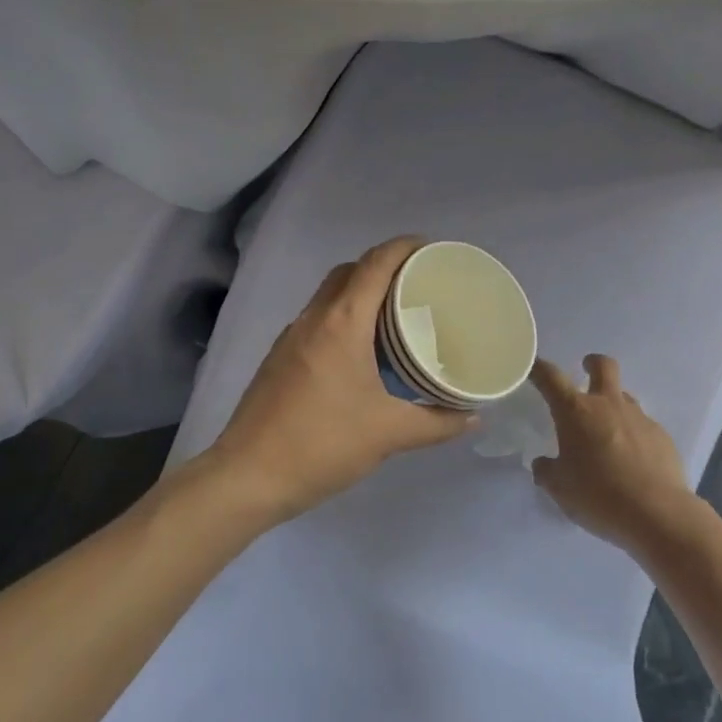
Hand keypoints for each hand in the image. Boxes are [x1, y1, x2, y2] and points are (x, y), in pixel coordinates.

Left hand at [206, 236, 475, 522]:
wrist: (248, 475)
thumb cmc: (322, 444)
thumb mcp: (388, 434)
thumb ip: (436, 423)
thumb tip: (474, 419)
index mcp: (342, 322)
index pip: (375, 263)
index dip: (404, 246)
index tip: (433, 249)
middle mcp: (314, 318)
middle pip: (350, 271)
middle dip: (383, 266)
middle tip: (418, 285)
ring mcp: (291, 336)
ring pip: (329, 295)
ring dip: (360, 292)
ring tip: (395, 316)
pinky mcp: (280, 357)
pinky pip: (318, 319)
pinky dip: (343, 317)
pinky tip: (361, 351)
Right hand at [530, 355, 700, 556]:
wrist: (657, 514)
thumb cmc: (598, 496)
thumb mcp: (559, 488)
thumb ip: (547, 471)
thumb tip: (544, 463)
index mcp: (576, 412)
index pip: (551, 378)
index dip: (539, 369)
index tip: (533, 366)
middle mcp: (608, 405)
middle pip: (603, 366)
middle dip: (592, 363)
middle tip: (585, 371)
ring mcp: (639, 418)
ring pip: (624, 396)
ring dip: (613, 403)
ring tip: (607, 432)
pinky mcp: (661, 436)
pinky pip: (642, 425)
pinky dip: (633, 434)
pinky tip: (632, 460)